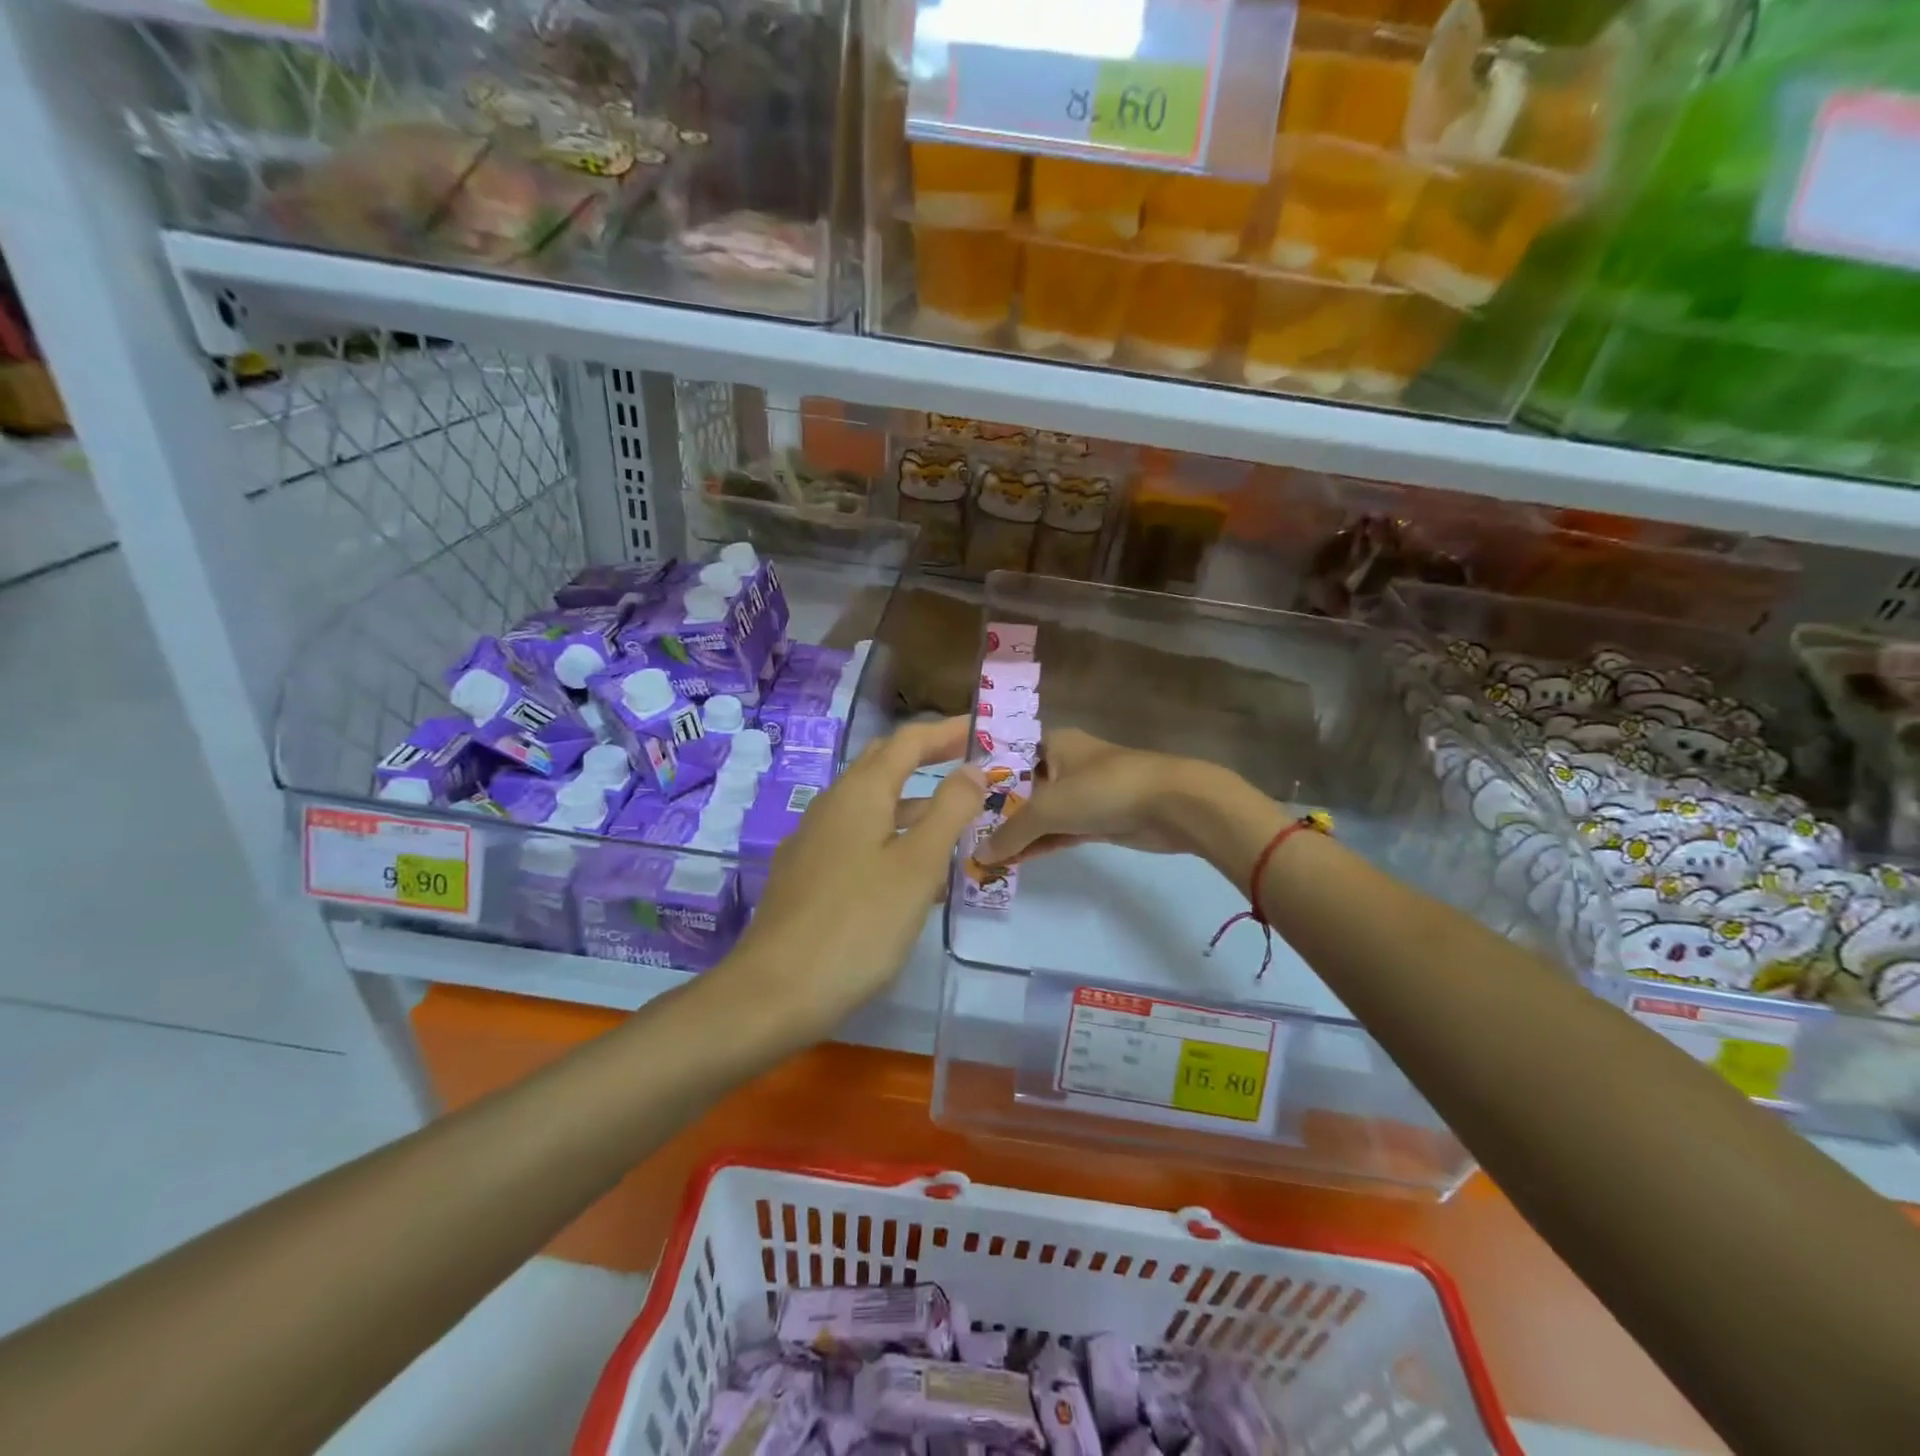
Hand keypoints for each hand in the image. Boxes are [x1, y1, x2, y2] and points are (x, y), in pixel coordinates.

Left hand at [723, 717, 985, 1033]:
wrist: (774, 991)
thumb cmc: (858, 924)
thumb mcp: (917, 866)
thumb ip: (949, 811)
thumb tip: (972, 767)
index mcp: (860, 793)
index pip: (907, 742)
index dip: (946, 732)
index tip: (981, 729)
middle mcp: (831, 805)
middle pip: (882, 764)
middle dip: (925, 757)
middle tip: (967, 761)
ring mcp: (812, 840)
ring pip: (869, 804)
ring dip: (911, 802)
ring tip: (952, 818)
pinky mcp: (805, 873)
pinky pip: (856, 837)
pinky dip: (890, 834)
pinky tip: (908, 870)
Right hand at [978, 727, 1230, 864]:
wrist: (1172, 805)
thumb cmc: (1104, 789)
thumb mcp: (1049, 809)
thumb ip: (1011, 833)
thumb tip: (978, 856)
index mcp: (1052, 743)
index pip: (1008, 756)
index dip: (984, 777)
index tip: (956, 800)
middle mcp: (1065, 763)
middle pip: (1022, 787)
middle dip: (997, 811)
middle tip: (963, 834)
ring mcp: (1083, 792)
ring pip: (1042, 813)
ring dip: (1018, 833)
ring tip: (982, 855)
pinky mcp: (1098, 819)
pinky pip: (1060, 831)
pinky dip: (1040, 844)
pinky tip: (1014, 861)